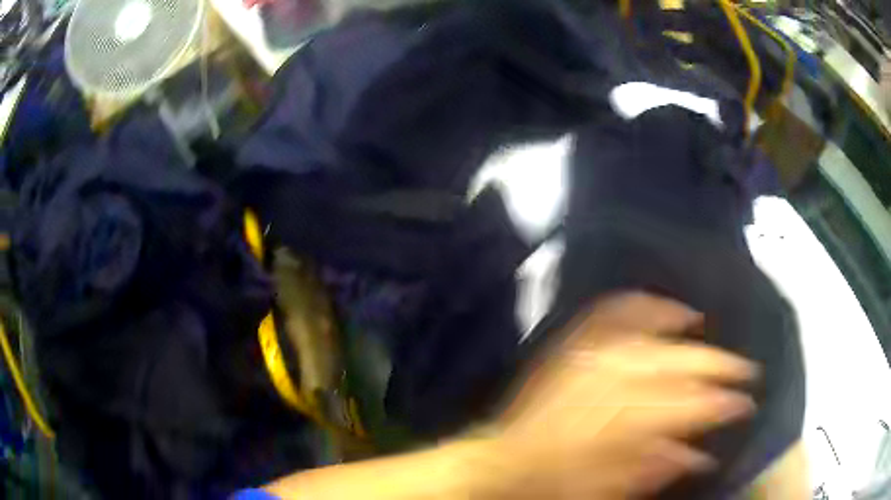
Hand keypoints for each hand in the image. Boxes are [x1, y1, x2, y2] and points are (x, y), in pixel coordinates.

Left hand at [480, 293, 757, 498]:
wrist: (505, 461)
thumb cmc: (558, 482)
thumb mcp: (612, 489)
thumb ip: (661, 469)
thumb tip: (702, 456)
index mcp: (627, 423)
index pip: (693, 406)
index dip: (725, 404)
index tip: (746, 403)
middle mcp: (615, 381)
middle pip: (682, 365)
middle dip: (720, 367)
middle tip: (745, 370)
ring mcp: (593, 356)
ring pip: (655, 334)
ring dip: (689, 334)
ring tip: (709, 329)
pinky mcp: (576, 345)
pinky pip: (615, 312)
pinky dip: (644, 304)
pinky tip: (664, 306)